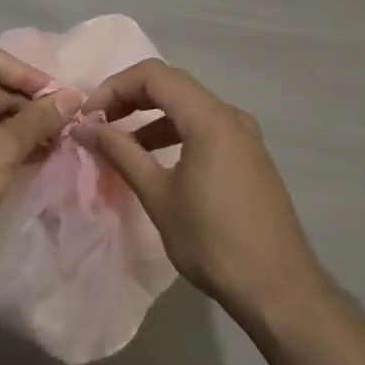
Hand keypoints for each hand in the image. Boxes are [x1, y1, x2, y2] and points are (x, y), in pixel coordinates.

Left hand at [0, 48, 80, 255]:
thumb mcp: (4, 148)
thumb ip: (40, 120)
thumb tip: (72, 96)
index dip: (29, 74)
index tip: (56, 100)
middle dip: (29, 105)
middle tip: (61, 129)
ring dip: (18, 129)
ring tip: (50, 149)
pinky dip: (0, 146)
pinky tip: (24, 166)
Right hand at [79, 60, 324, 318]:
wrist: (278, 289)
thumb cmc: (212, 241)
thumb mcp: (158, 196)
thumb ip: (121, 153)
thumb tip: (85, 128)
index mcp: (209, 118)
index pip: (154, 75)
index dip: (115, 86)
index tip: (89, 115)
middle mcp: (230, 115)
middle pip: (172, 84)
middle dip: (131, 97)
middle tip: (99, 123)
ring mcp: (244, 135)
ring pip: (190, 106)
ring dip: (152, 117)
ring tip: (121, 144)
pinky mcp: (250, 156)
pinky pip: (206, 127)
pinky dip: (175, 132)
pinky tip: (156, 161)